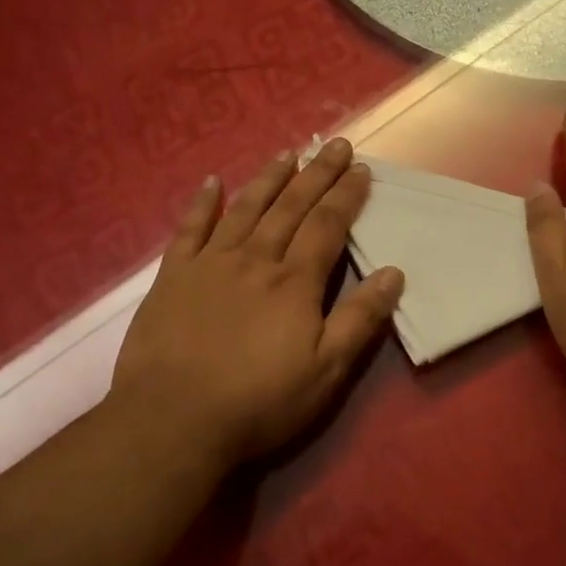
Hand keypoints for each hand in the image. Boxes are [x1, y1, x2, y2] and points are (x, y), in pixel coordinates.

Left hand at [111, 138, 403, 469]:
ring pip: (245, 209)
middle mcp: (255, 260)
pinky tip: (212, 182)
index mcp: (294, 282)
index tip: (362, 170)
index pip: (327, 226)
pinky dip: (201, 203)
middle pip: (290, 207)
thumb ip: (359, 320)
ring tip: (288, 154)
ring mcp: (209, 264)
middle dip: (316, 174)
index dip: (346, 196)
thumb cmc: (259, 402)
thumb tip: (393, 273)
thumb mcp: (326, 371)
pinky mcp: (172, 277)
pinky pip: (189, 229)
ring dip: (269, 179)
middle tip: (335, 145)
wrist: (173, 420)